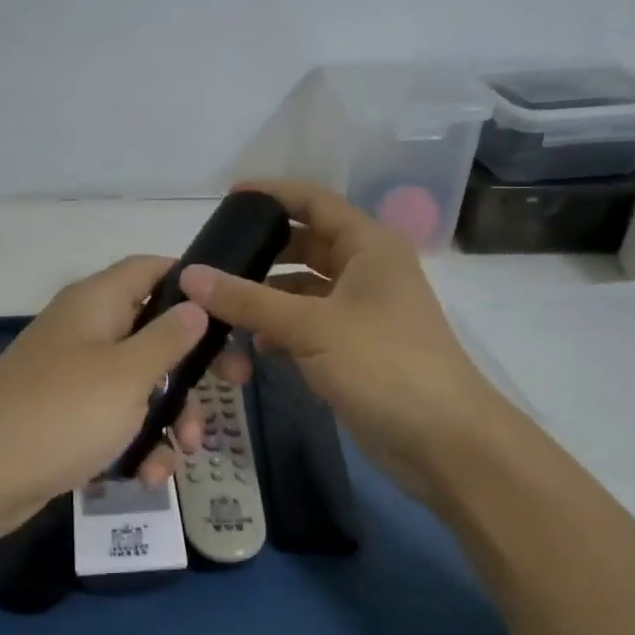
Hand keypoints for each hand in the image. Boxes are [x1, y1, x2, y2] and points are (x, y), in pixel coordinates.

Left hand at [0, 255, 212, 536]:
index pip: (149, 268)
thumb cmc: (62, 413)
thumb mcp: (127, 374)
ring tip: (186, 452)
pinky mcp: (66, 415)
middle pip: (153, 331)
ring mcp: (74, 374)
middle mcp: (85, 329)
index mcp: (96, 302)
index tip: (228, 310)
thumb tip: (196, 302)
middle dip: (191, 368)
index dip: (189, 281)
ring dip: (169, 415)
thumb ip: (168, 338)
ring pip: (139, 382)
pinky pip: (114, 418)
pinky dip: (136, 441)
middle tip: (232, 388)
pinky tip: (149, 475)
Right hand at [181, 181, 502, 497]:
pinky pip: (307, 325)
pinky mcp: (353, 348)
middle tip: (215, 256)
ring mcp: (361, 311)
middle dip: (263, 250)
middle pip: (306, 244)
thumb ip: (248, 300)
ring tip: (219, 304)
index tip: (228, 198)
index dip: (273, 193)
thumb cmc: (384, 364)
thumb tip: (190, 274)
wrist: (443, 441)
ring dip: (266, 296)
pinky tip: (253, 348)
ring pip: (302, 289)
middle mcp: (366, 270)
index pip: (314, 202)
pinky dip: (280, 330)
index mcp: (368, 246)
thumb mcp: (311, 326)